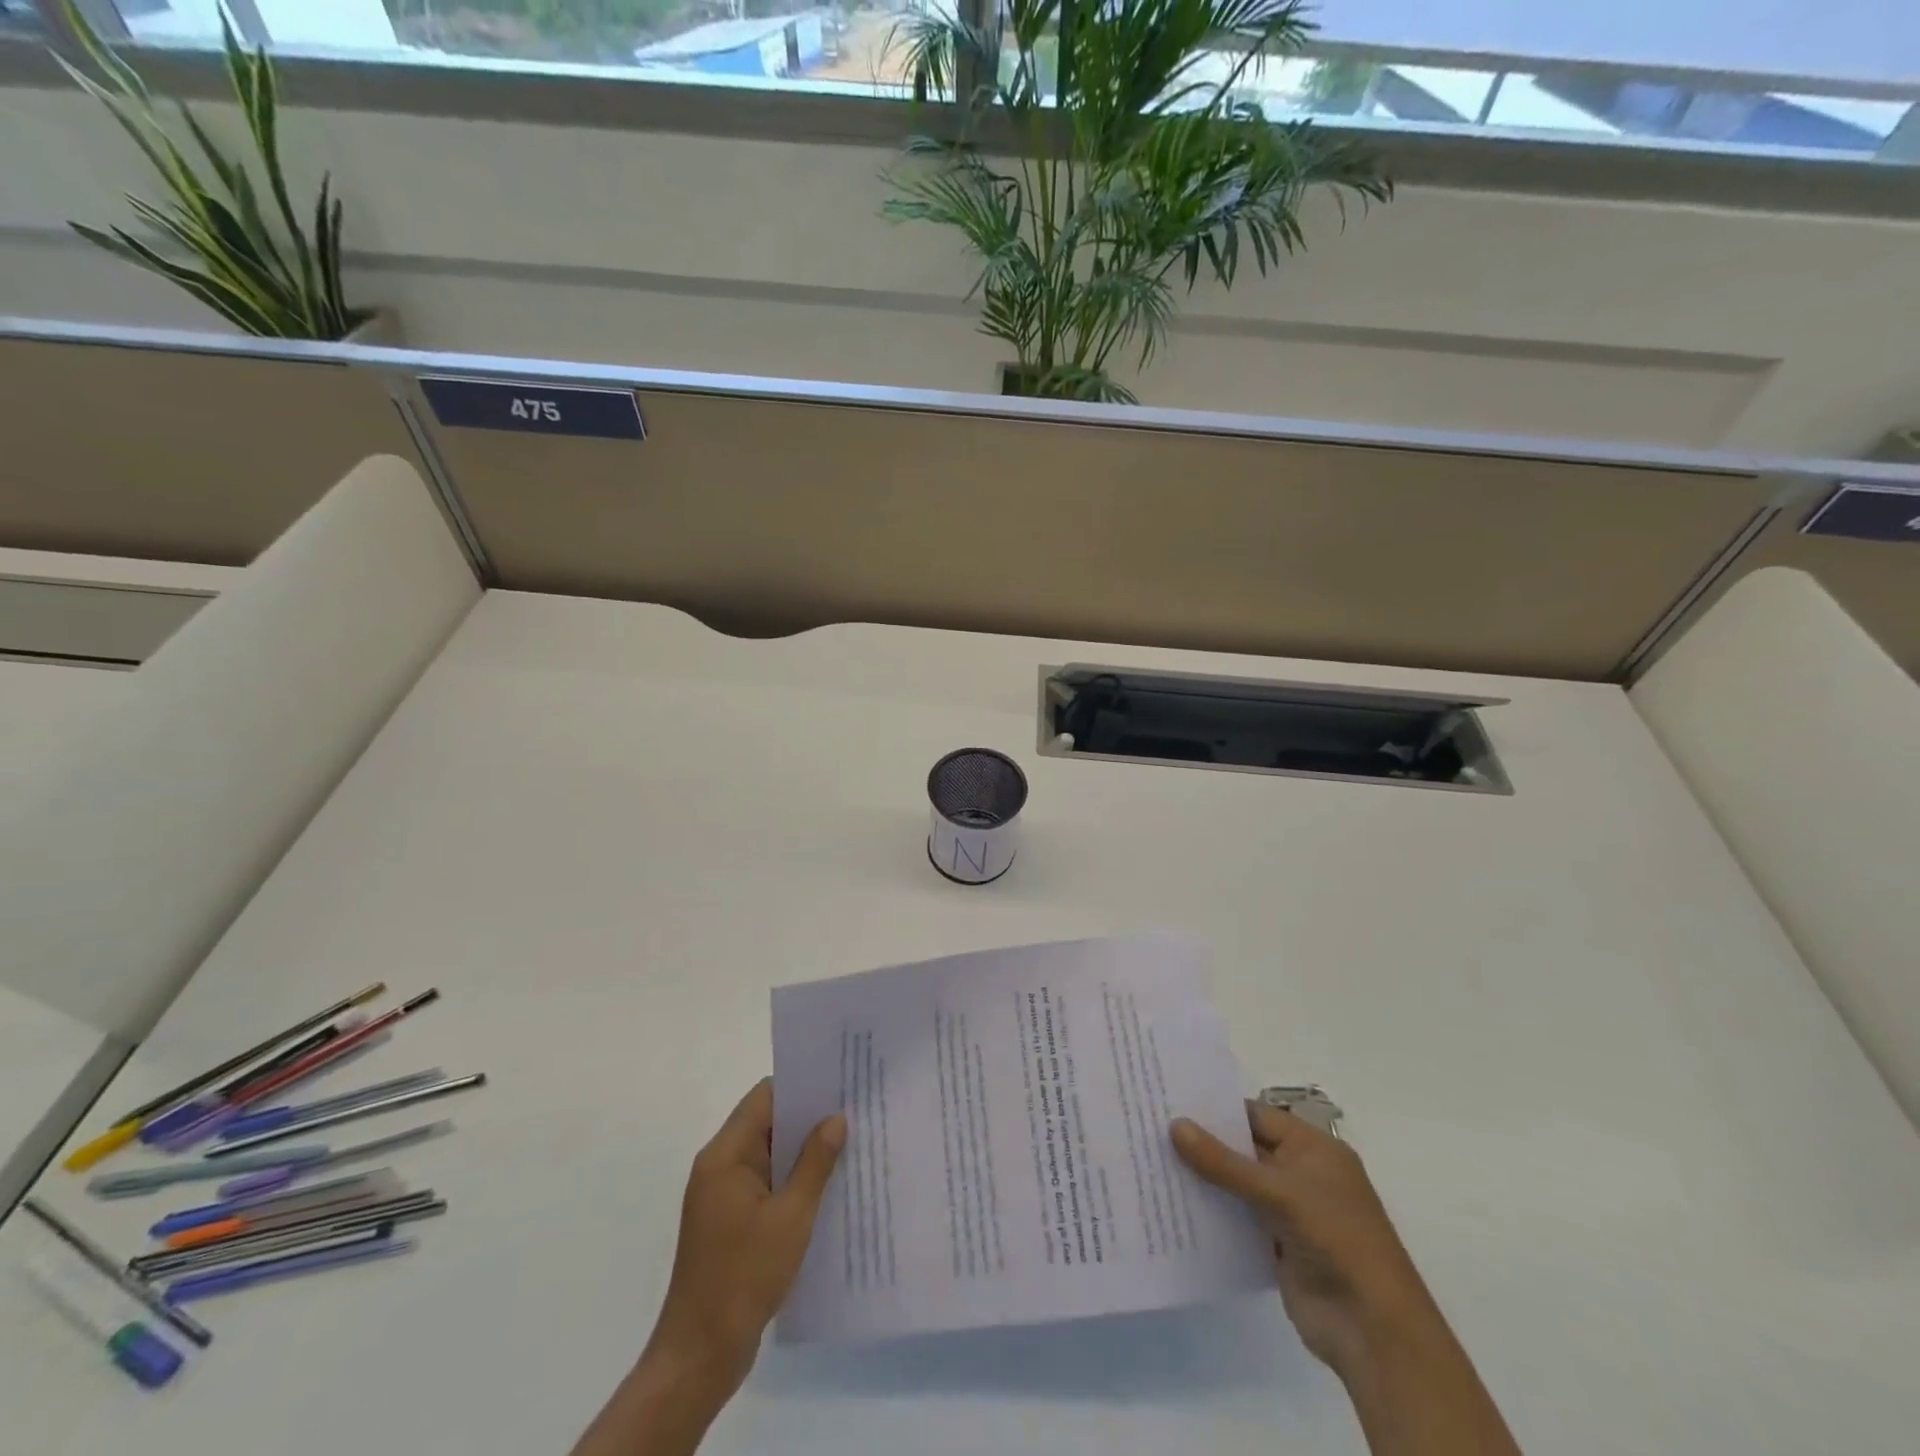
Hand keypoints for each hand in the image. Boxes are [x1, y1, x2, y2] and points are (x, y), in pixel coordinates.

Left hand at [648, 1079, 845, 1394]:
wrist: (699, 1355)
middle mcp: (719, 1166)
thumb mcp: (791, 1217)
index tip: (839, 1083)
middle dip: (808, 1118)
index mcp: (725, 1155)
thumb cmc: (743, 1277)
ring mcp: (722, 1196)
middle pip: (766, 1123)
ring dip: (802, 1152)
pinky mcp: (730, 1222)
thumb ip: (814, 1163)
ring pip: (768, 1155)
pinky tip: (827, 1187)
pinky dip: (792, 1180)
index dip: (801, 1086)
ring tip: (850, 1144)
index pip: (764, 1098)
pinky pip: (766, 1184)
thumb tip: (835, 1118)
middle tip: (854, 1110)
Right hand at [1171, 1101, 1432, 1373]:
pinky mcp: (1278, 1246)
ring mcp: (1290, 1212)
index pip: (1256, 1115)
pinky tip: (1175, 1207)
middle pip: (1245, 1149)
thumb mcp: (1277, 1191)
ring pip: (1238, 1185)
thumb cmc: (1335, 1238)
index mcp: (1313, 1149)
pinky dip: (1213, 1213)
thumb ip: (1223, 1162)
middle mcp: (1302, 1174)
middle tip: (1152, 1129)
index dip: (1217, 1109)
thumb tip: (1175, 1125)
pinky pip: (1238, 1219)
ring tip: (1153, 1164)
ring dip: (1205, 1180)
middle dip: (1204, 1143)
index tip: (1171, 1102)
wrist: (1373, 1329)